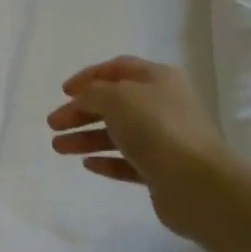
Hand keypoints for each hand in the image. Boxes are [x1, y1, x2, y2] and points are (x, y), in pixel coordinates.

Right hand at [47, 56, 230, 235]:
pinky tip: (87, 164)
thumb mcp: (116, 98)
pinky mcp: (162, 170)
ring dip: (86, 138)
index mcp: (157, 78)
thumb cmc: (156, 128)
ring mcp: (164, 139)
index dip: (88, 76)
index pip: (118, 68)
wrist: (197, 183)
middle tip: (53, 124)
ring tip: (58, 148)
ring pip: (117, 134)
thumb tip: (84, 100)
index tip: (63, 91)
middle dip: (81, 111)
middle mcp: (162, 104)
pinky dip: (107, 161)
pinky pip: (128, 162)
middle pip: (114, 103)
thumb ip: (93, 94)